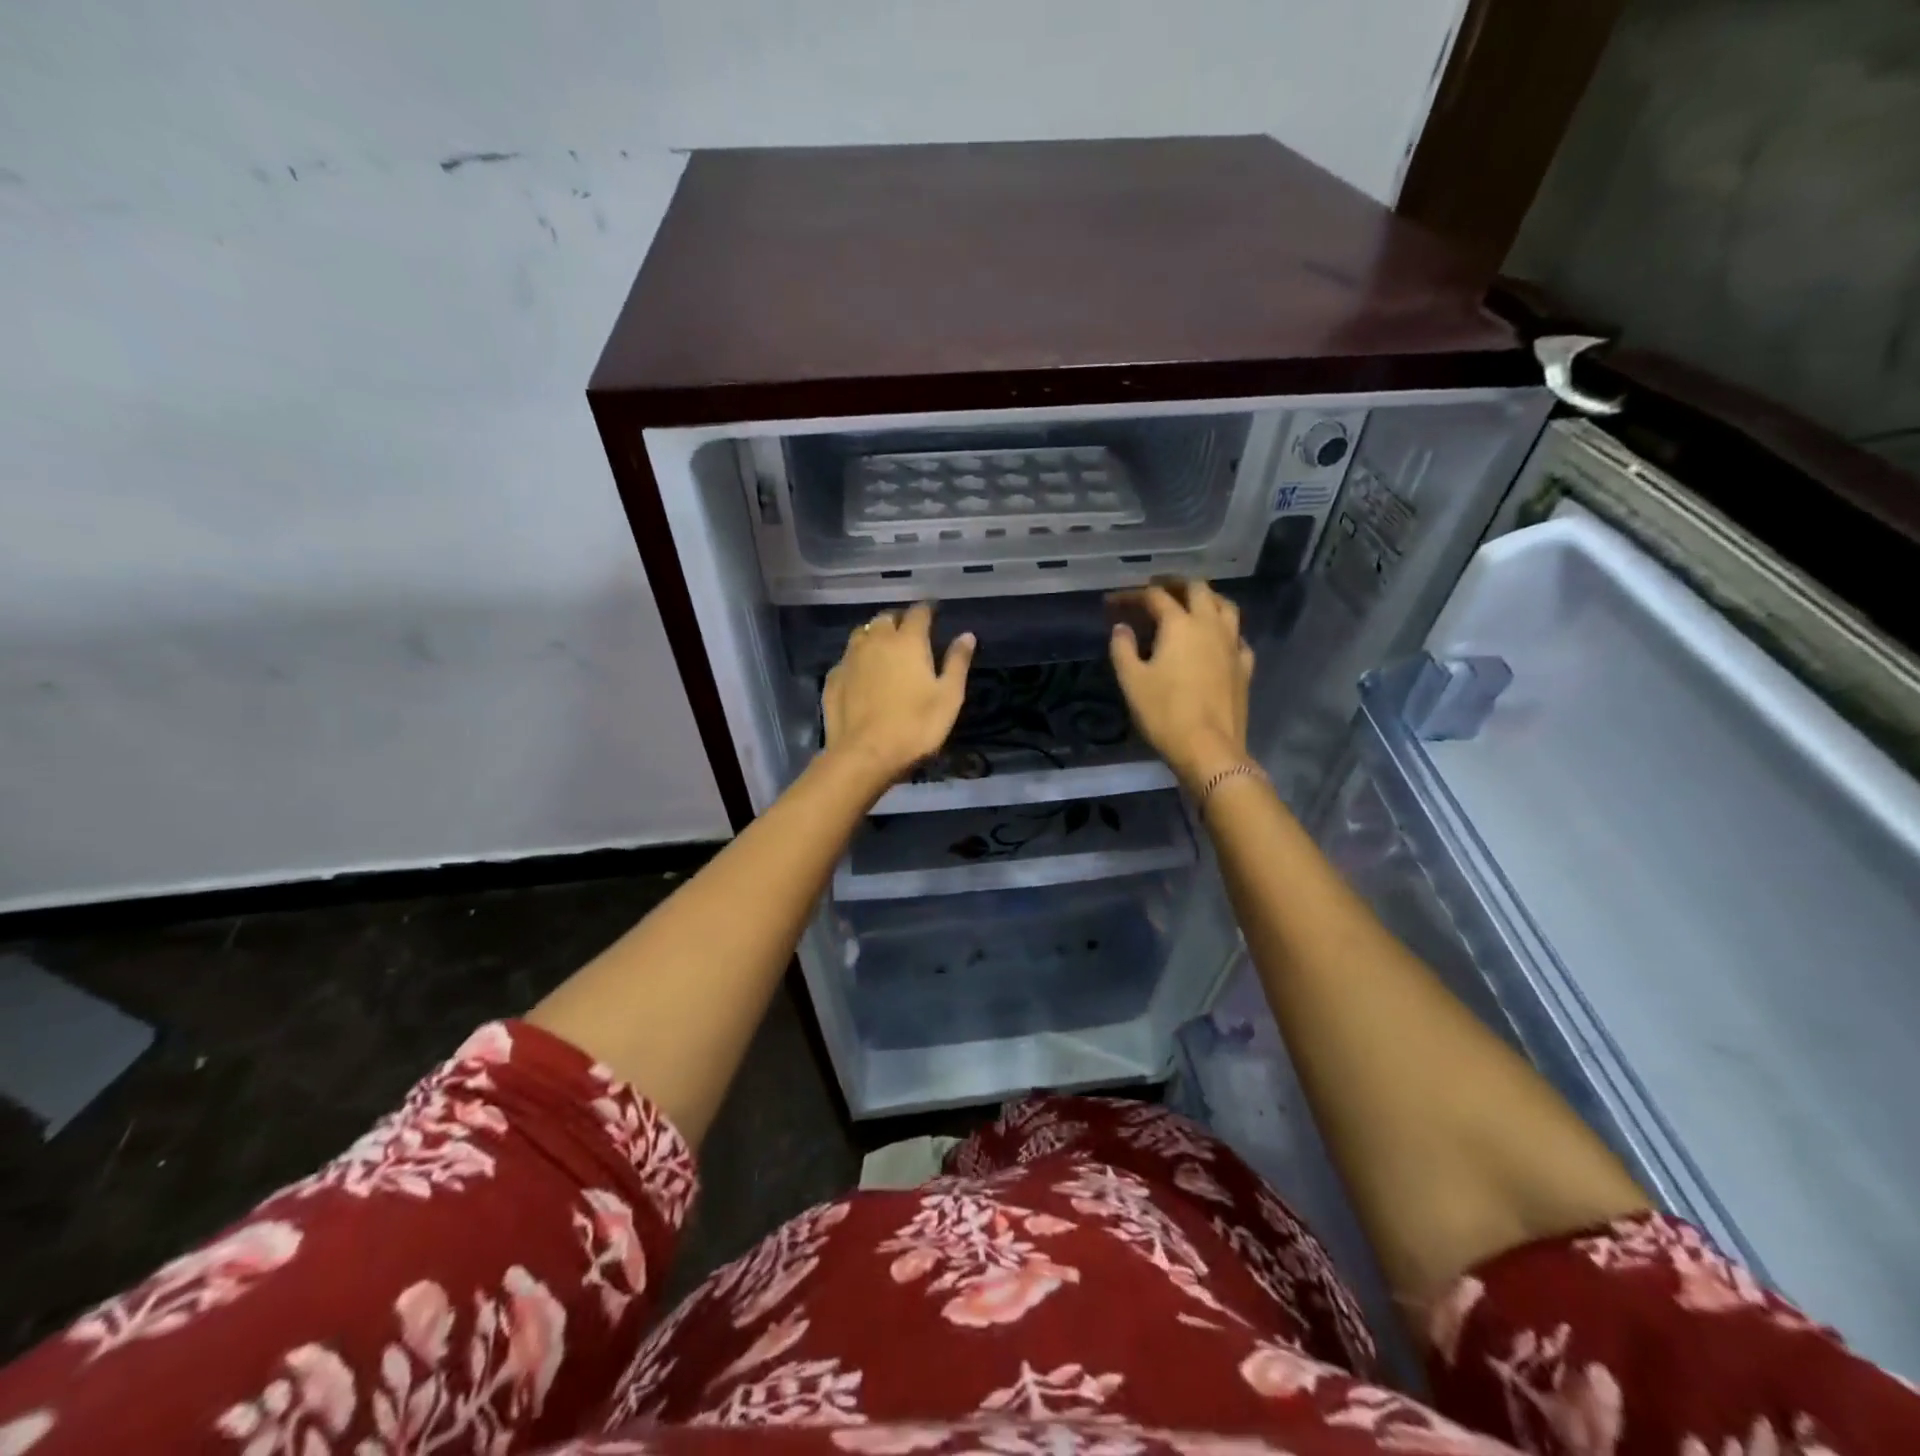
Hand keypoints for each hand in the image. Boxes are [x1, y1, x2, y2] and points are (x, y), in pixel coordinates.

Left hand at [823, 603, 974, 788]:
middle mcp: (876, 641)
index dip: (927, 610)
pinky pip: (847, 658)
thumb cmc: (915, 726)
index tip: (934, 612)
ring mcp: (850, 658)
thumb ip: (957, 662)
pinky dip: (857, 659)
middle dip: (899, 620)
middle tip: (909, 632)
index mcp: (907, 641)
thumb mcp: (949, 697)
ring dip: (874, 635)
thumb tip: (967, 635)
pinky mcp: (833, 678)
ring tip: (883, 648)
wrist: (865, 755)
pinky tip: (861, 673)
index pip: (918, 612)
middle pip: (886, 618)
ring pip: (862, 634)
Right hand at [1109, 580, 1253, 793]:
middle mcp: (1210, 625)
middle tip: (1156, 590)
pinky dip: (1224, 630)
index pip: (1155, 596)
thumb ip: (1123, 649)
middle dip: (1174, 584)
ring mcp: (1232, 644)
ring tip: (1191, 604)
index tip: (1113, 602)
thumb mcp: (1132, 681)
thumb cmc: (1164, 713)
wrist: (1209, 748)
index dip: (1132, 595)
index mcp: (1180, 625)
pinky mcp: (1244, 666)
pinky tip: (1216, 640)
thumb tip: (1121, 628)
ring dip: (1206, 599)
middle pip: (1197, 589)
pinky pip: (1237, 636)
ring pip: (1225, 606)